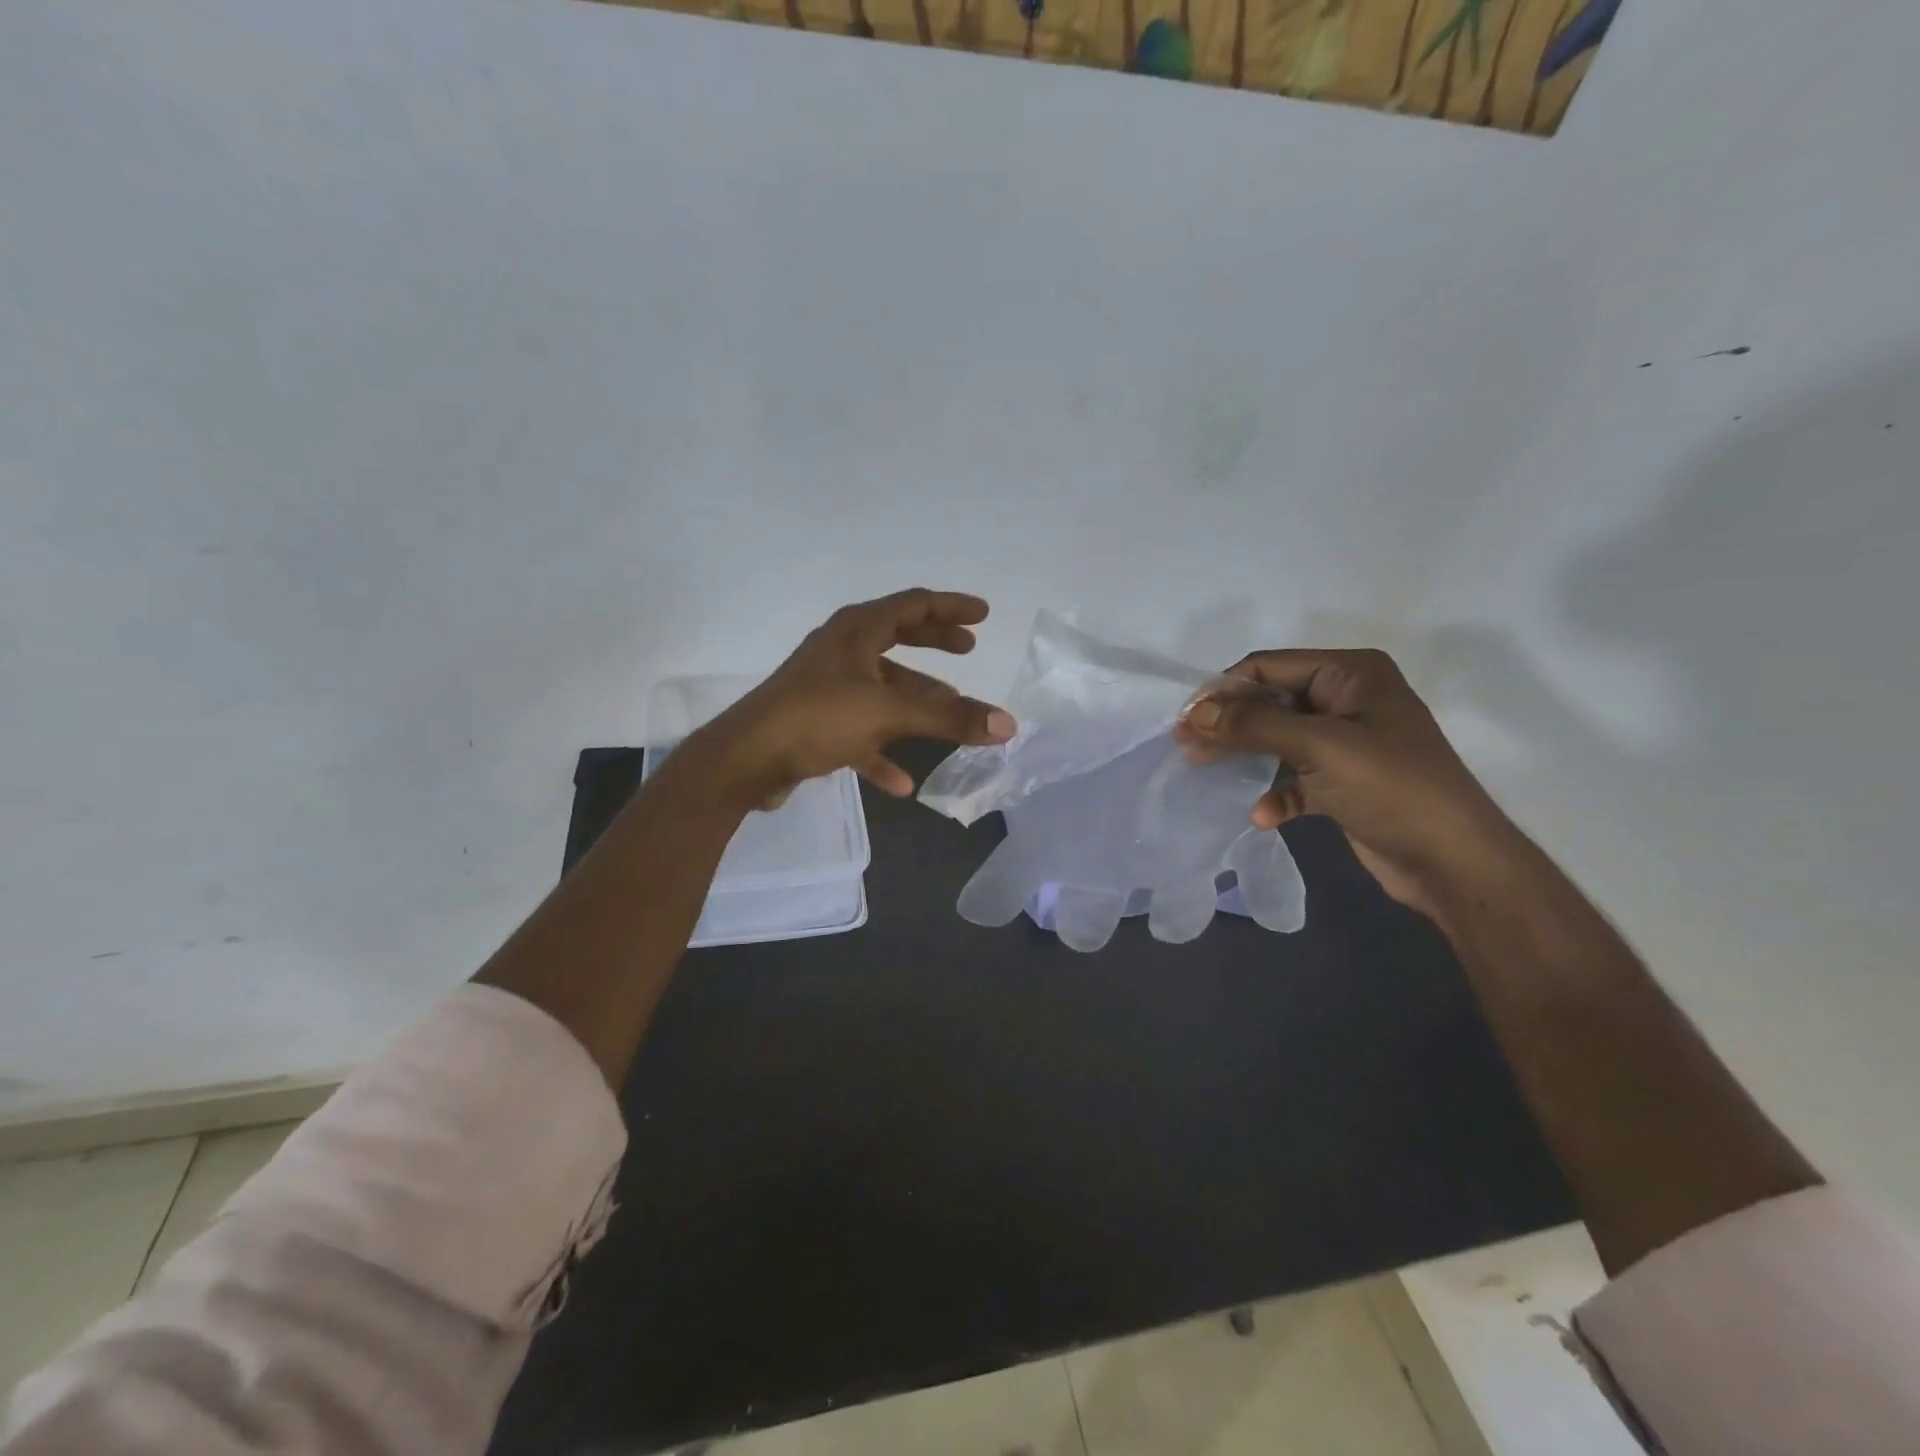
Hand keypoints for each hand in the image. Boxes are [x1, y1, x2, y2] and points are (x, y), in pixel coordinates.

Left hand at [687, 589, 1016, 808]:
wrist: (746, 760)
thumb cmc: (817, 717)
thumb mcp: (889, 712)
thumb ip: (950, 718)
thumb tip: (1007, 724)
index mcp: (856, 631)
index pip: (913, 604)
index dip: (951, 607)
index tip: (983, 614)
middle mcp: (841, 651)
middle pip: (897, 639)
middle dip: (935, 643)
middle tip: (968, 649)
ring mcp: (827, 688)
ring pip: (882, 688)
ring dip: (915, 700)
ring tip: (949, 712)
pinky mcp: (816, 724)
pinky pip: (861, 732)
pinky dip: (883, 751)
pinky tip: (902, 783)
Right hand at [1174, 648, 1517, 915]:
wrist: (1454, 862)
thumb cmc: (1392, 788)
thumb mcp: (1320, 747)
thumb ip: (1255, 725)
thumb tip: (1196, 713)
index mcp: (1350, 674)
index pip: (1269, 667)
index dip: (1224, 690)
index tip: (1186, 720)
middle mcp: (1347, 700)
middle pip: (1269, 701)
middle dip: (1229, 723)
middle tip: (1186, 746)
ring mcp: (1346, 742)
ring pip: (1277, 738)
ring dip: (1244, 755)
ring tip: (1204, 771)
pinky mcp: (1343, 782)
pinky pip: (1295, 777)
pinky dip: (1275, 792)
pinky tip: (1263, 815)